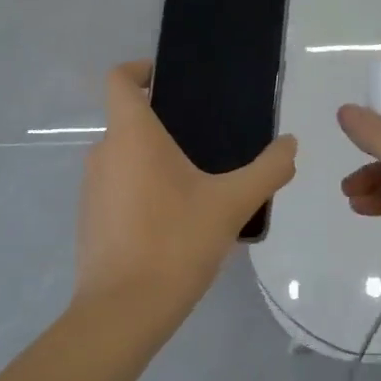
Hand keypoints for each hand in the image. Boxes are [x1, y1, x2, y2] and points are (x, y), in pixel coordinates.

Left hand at [74, 61, 297, 332]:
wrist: (124, 311)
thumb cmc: (176, 242)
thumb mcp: (233, 204)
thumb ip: (268, 169)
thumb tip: (290, 145)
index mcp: (132, 136)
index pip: (120, 80)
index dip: (140, 69)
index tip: (170, 79)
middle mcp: (103, 153)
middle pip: (128, 121)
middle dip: (165, 124)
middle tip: (209, 140)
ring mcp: (92, 189)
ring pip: (125, 158)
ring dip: (156, 162)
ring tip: (200, 184)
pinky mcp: (90, 221)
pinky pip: (120, 189)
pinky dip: (144, 191)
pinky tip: (178, 222)